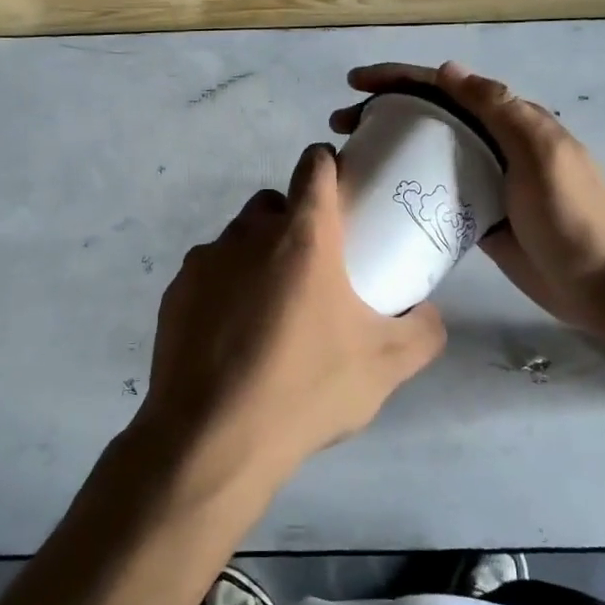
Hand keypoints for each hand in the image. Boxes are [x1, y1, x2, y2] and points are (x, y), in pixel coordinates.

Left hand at [137, 143, 447, 487]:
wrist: (213, 438)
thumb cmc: (305, 390)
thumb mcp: (385, 366)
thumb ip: (422, 330)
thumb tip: (429, 313)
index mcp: (302, 237)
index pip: (314, 167)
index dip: (328, 166)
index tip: (340, 190)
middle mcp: (248, 235)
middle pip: (272, 203)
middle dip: (293, 219)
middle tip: (312, 268)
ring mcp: (204, 261)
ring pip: (237, 239)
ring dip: (257, 257)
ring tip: (271, 311)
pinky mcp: (175, 292)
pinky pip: (207, 274)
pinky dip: (223, 289)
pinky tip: (233, 336)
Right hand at [331, 61, 604, 336]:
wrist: (603, 283)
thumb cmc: (573, 215)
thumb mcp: (541, 153)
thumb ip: (499, 109)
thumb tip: (448, 69)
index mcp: (509, 121)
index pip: (445, 87)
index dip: (399, 78)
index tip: (355, 84)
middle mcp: (492, 144)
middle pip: (429, 117)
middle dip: (382, 111)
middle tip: (339, 125)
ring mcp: (483, 182)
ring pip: (426, 154)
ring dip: (388, 148)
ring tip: (349, 157)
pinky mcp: (476, 218)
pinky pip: (434, 193)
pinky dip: (406, 188)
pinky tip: (378, 195)